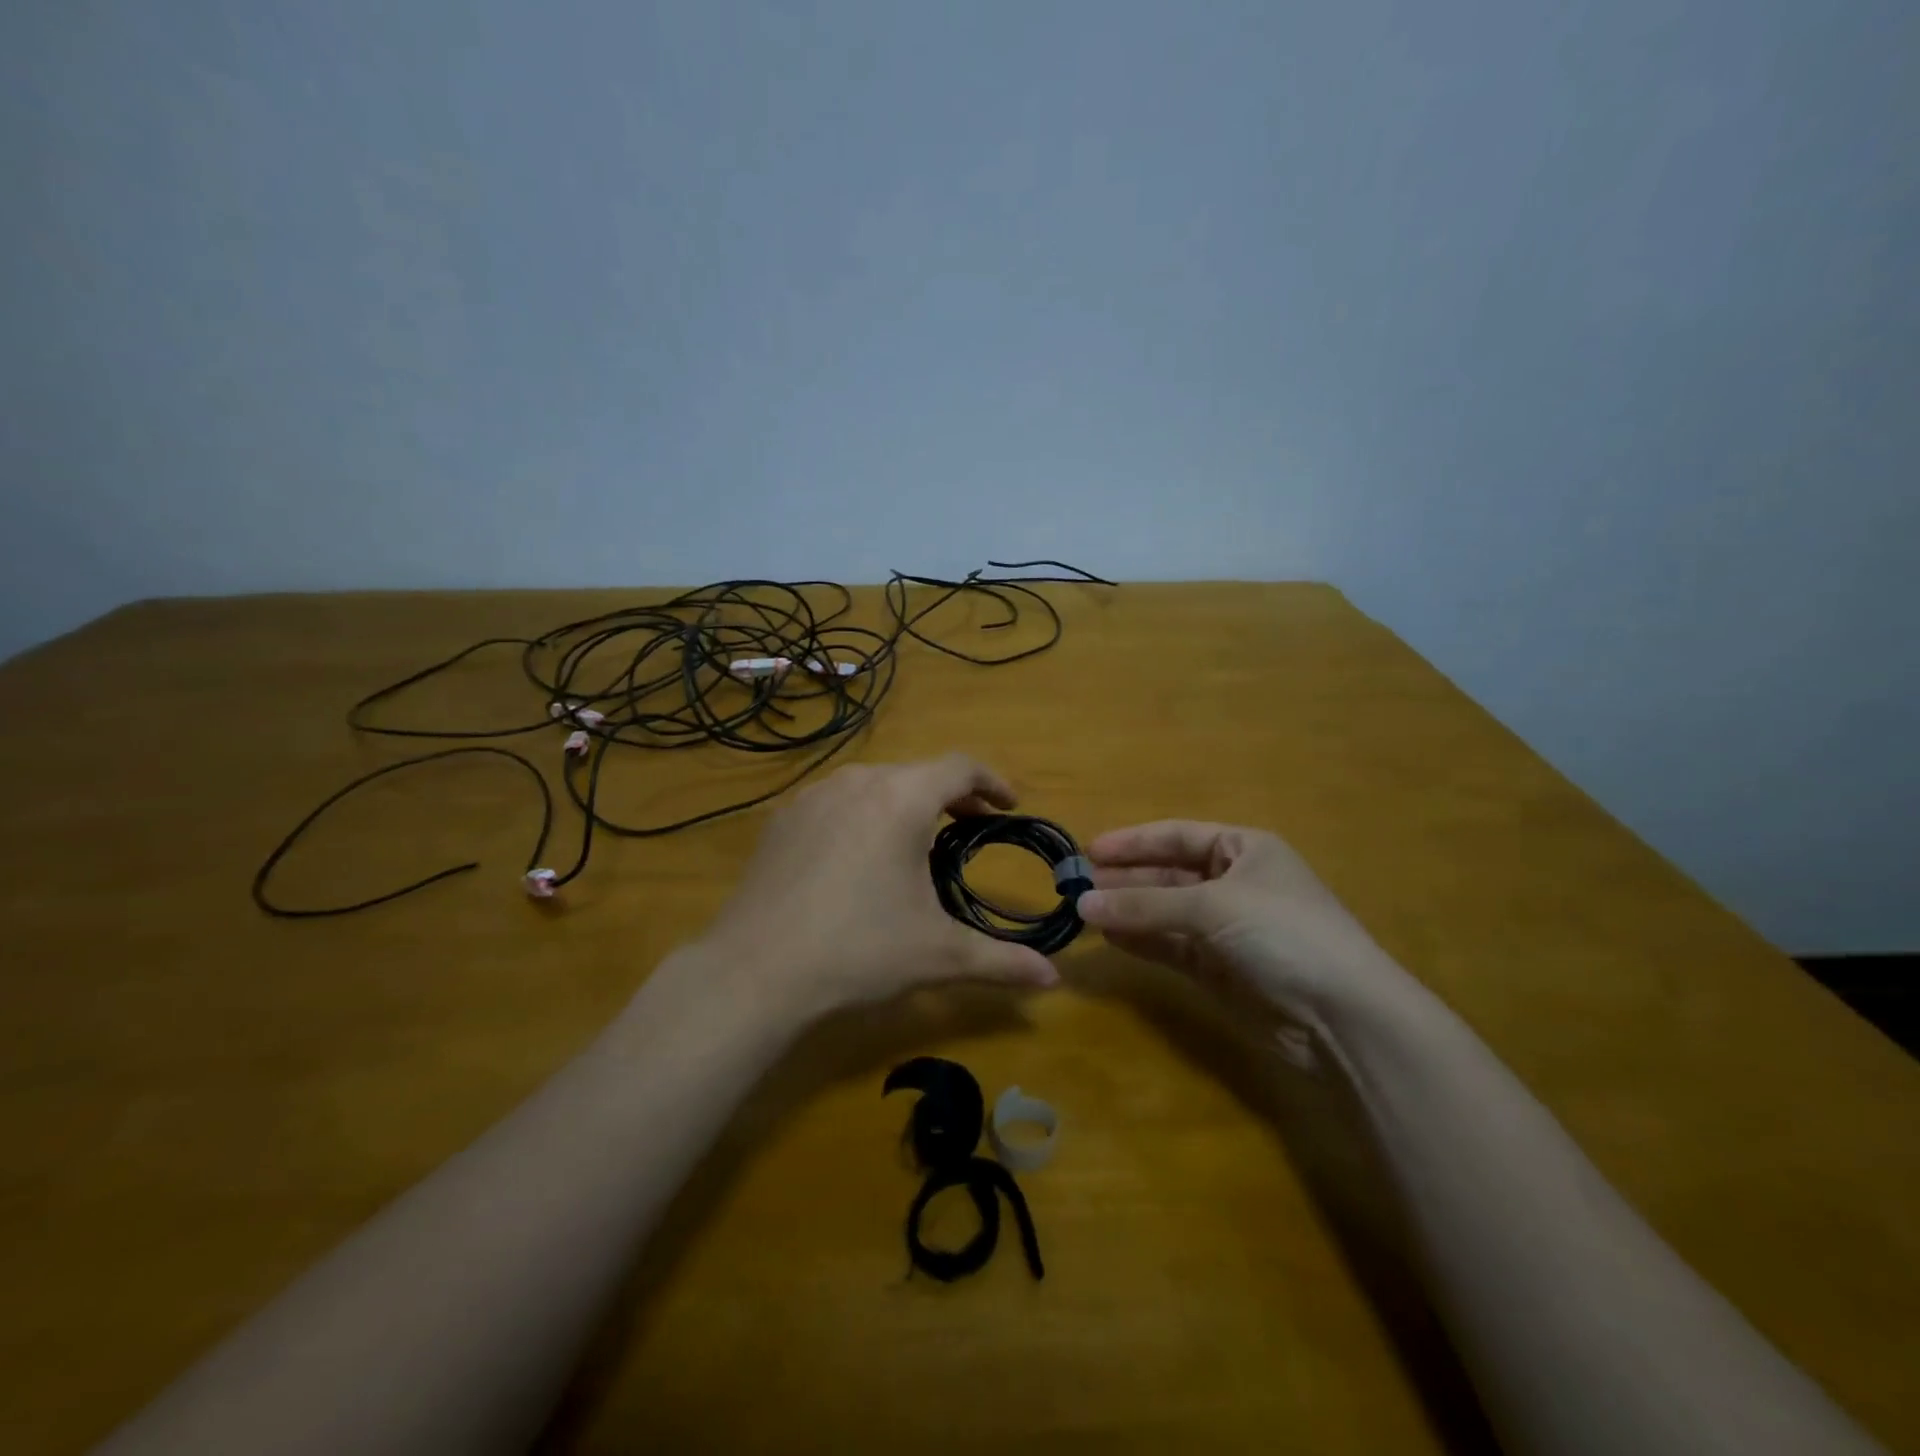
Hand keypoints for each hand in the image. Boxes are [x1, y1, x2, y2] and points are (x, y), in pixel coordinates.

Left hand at [682, 755, 1061, 1021]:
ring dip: (905, 802)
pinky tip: (858, 855)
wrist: (754, 971)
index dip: (992, 781)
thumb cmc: (858, 951)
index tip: (1009, 805)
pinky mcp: (782, 819)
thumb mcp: (938, 955)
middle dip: (951, 795)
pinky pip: (836, 801)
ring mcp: (812, 797)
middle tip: (970, 825)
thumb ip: (1001, 961)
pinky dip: (862, 813)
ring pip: (874, 783)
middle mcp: (857, 782)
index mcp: (900, 799)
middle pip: (916, 772)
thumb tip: (1054, 980)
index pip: (959, 767)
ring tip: (917, 839)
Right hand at [1078, 821, 1417, 1021]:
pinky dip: (1142, 941)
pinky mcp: (1220, 969)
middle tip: (1076, 885)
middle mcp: (1233, 883)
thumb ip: (1145, 904)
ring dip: (1128, 910)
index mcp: (1243, 849)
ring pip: (1165, 912)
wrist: (1343, 1017)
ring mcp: (1226, 928)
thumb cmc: (1282, 933)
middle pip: (1167, 874)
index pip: (1177, 835)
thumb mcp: (1212, 906)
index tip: (1088, 850)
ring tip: (1082, 911)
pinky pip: (1170, 946)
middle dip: (1124, 878)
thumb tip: (1082, 903)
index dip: (1133, 842)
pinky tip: (1110, 937)